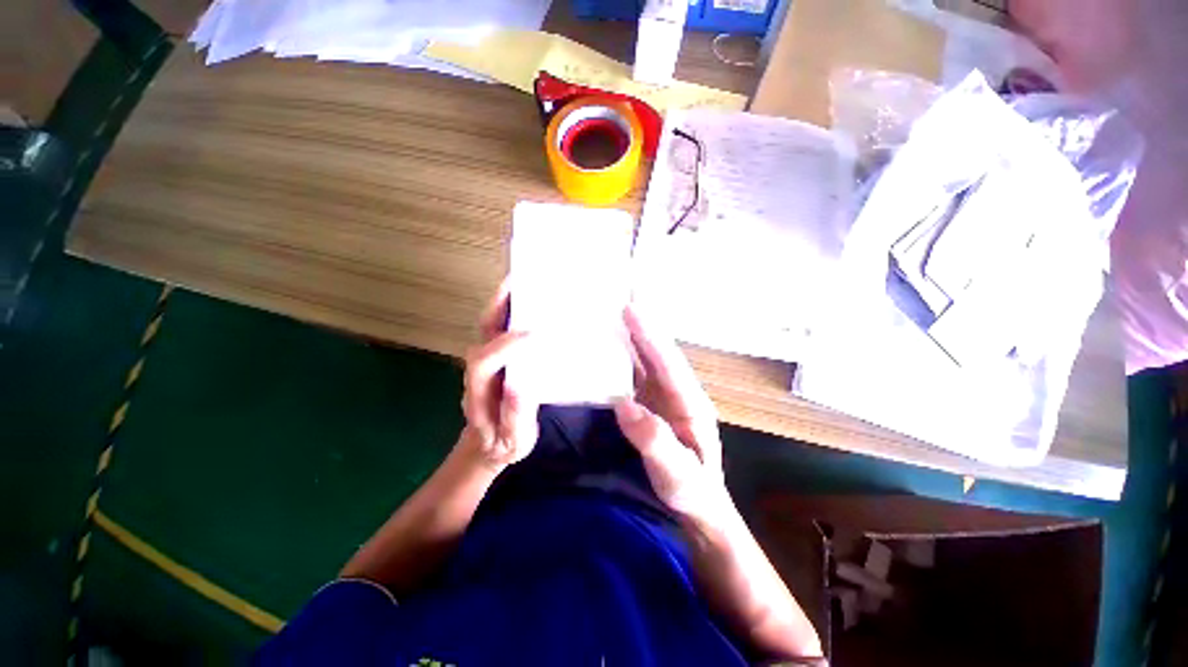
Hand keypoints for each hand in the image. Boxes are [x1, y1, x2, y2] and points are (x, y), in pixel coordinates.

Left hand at [458, 283, 538, 470]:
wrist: (488, 445)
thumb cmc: (503, 444)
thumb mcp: (514, 440)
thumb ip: (516, 415)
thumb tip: (520, 383)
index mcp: (479, 390)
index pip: (485, 361)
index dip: (505, 346)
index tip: (533, 335)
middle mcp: (478, 369)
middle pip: (483, 332)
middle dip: (498, 305)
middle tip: (518, 282)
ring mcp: (486, 360)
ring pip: (490, 325)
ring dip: (504, 302)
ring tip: (524, 282)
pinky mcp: (497, 357)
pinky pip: (501, 329)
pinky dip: (511, 311)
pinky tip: (529, 301)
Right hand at [613, 305, 730, 524]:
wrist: (699, 509)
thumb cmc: (692, 494)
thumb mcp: (677, 476)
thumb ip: (654, 441)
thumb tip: (624, 405)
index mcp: (691, 405)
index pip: (668, 363)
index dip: (649, 336)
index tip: (630, 310)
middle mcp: (680, 394)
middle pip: (660, 353)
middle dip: (644, 325)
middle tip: (623, 297)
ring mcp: (666, 399)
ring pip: (650, 361)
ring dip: (635, 336)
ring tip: (616, 313)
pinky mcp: (654, 406)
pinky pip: (639, 375)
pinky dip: (628, 356)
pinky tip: (613, 347)